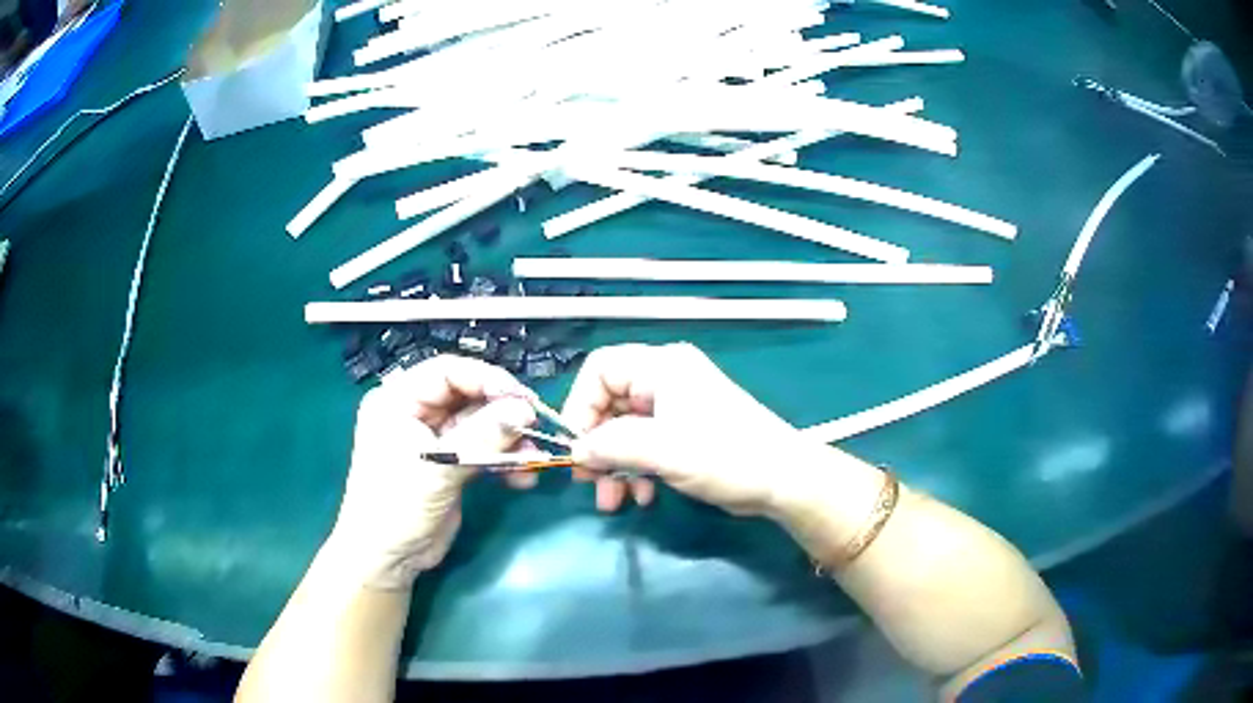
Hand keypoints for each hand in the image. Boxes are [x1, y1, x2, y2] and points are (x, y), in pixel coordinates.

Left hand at [329, 356, 536, 589]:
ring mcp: (433, 439)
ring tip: (533, 459)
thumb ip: (483, 436)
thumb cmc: (397, 507)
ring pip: (480, 424)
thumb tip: (526, 410)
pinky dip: (503, 460)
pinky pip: (482, 449)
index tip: (522, 399)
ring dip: (509, 440)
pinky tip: (522, 477)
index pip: (447, 372)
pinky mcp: (449, 463)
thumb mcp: (438, 469)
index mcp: (398, 400)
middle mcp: (415, 413)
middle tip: (536, 428)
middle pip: (468, 397)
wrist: (388, 559)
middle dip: (503, 413)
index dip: (487, 380)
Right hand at [563, 343, 823, 516]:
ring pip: (626, 430)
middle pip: (611, 404)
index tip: (576, 446)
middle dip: (599, 446)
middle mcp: (667, 379)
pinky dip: (638, 470)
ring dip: (616, 465)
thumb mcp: (663, 450)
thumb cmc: (725, 455)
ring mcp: (678, 406)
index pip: (600, 369)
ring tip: (614, 500)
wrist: (782, 480)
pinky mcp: (687, 432)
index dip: (580, 405)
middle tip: (589, 481)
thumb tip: (576, 451)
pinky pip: (647, 445)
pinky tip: (643, 497)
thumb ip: (611, 446)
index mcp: (661, 366)